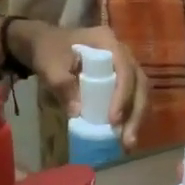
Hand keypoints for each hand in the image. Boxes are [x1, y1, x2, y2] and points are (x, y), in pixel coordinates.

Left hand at [14, 21, 147, 150]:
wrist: (45, 44)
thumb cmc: (48, 51)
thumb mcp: (49, 66)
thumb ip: (62, 86)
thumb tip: (78, 113)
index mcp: (106, 41)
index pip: (124, 69)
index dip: (122, 95)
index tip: (113, 120)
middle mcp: (122, 52)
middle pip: (139, 83)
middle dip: (136, 113)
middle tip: (128, 140)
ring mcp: (124, 65)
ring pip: (140, 92)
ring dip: (136, 118)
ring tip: (128, 143)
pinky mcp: (120, 78)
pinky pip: (132, 97)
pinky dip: (130, 116)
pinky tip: (124, 135)